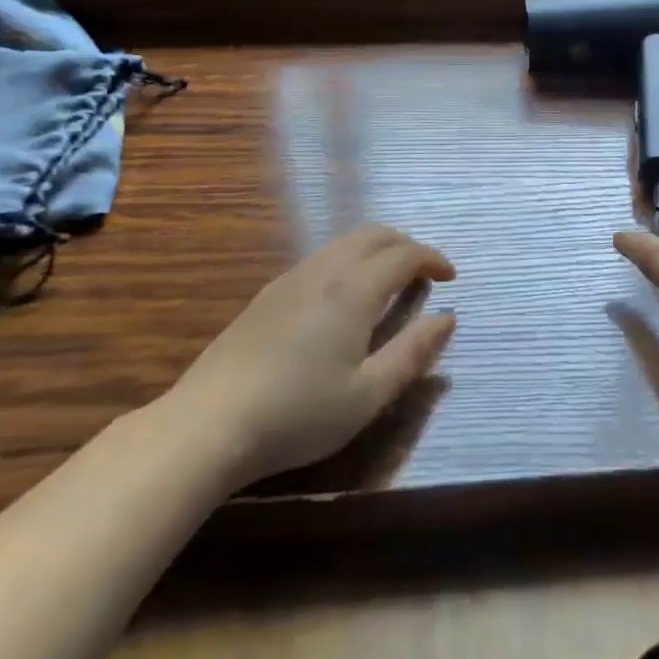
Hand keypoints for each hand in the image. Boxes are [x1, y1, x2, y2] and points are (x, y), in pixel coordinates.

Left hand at [158, 224, 456, 486]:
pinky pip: (321, 257)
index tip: (450, 276)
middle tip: (424, 273)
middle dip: (406, 245)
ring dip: (376, 249)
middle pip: (374, 234)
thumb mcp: (368, 395)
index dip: (433, 259)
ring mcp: (291, 278)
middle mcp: (325, 270)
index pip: (404, 254)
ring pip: (344, 242)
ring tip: (390, 281)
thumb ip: (412, 352)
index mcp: (354, 290)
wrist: (208, 423)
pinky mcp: (268, 294)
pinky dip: (349, 259)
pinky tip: (344, 296)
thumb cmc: (298, 414)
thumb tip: (447, 318)